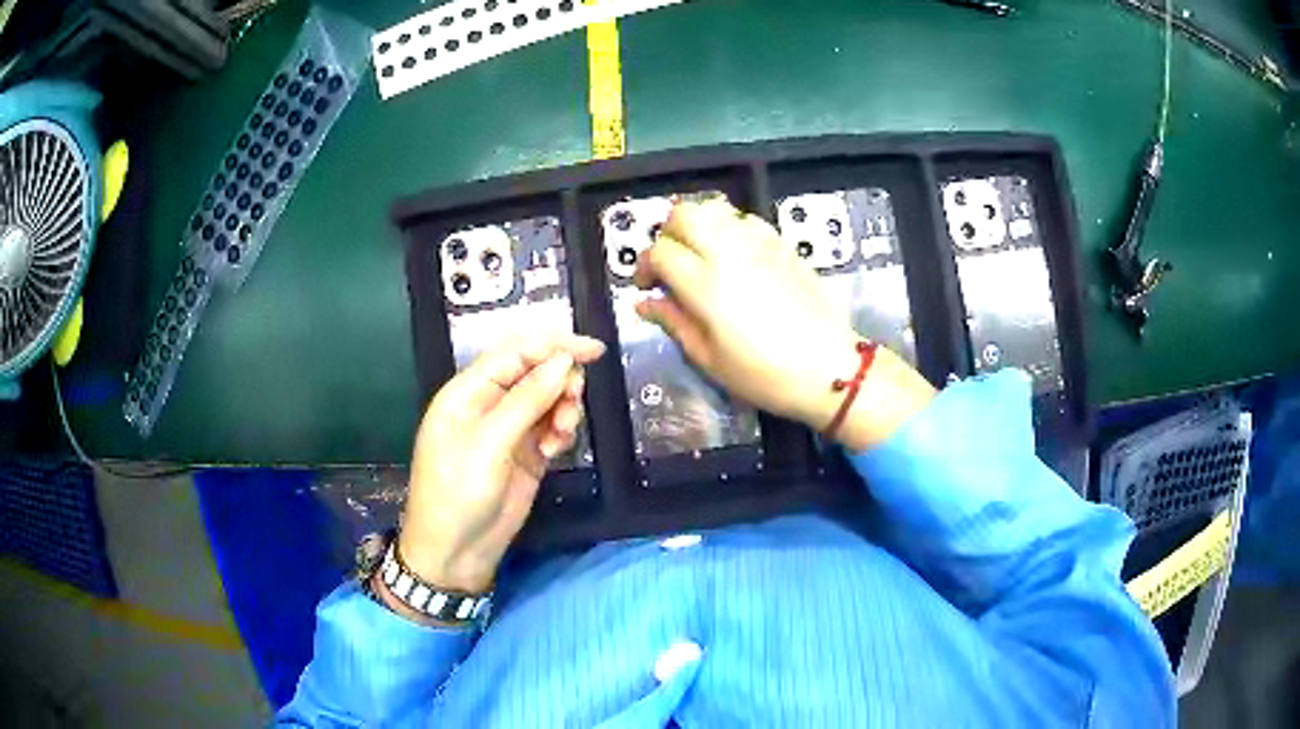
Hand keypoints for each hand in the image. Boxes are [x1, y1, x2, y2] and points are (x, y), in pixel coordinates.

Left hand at [396, 334, 604, 598]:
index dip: (554, 346)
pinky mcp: (526, 455)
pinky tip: (556, 449)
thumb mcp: (489, 443)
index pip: (516, 353)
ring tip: (561, 433)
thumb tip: (563, 361)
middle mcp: (489, 404)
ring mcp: (509, 431)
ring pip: (548, 401)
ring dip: (563, 409)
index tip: (594, 350)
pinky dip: (561, 432)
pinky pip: (551, 428)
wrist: (455, 552)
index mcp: (468, 391)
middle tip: (572, 404)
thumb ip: (527, 400)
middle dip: (560, 382)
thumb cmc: (458, 492)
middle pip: (535, 374)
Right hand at [634, 199, 933, 449]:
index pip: (660, 252)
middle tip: (670, 263)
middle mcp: (729, 252)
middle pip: (684, 214)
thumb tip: (645, 304)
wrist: (829, 368)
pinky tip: (733, 255)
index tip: (647, 286)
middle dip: (667, 233)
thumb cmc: (765, 374)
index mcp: (705, 284)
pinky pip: (745, 219)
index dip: (645, 266)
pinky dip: (728, 228)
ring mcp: (759, 243)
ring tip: (699, 255)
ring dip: (698, 225)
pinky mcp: (782, 244)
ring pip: (715, 208)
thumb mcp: (709, 359)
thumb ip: (673, 323)